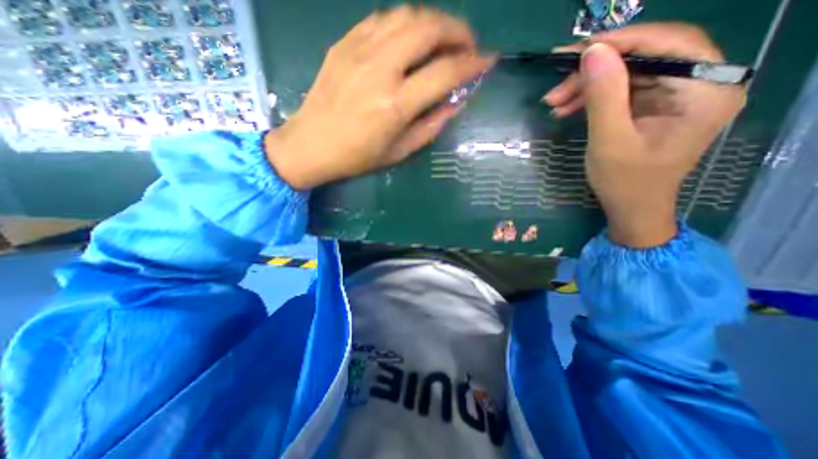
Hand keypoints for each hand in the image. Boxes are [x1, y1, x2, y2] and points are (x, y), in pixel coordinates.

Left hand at [268, 5, 491, 187]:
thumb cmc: (358, 157)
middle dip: (458, 30)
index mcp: (395, 104)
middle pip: (429, 28)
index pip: (445, 72)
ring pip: (407, 14)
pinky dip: (405, 24)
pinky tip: (410, 40)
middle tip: (468, 45)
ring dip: (433, 22)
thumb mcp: (400, 151)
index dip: (473, 63)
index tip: (488, 60)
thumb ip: (432, 125)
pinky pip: (382, 19)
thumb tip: (456, 102)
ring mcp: (359, 51)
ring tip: (441, 41)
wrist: (312, 144)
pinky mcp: (344, 44)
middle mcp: (380, 69)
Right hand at [542, 23, 746, 246]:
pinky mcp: (655, 106)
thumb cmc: (625, 181)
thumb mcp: (610, 140)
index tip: (576, 52)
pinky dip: (593, 96)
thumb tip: (592, 52)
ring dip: (588, 85)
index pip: (667, 44)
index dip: (620, 42)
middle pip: (645, 57)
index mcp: (706, 90)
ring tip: (554, 103)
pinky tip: (567, 108)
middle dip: (594, 71)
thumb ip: (604, 95)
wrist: (631, 207)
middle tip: (555, 88)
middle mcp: (700, 84)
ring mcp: (676, 95)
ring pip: (629, 73)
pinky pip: (623, 89)